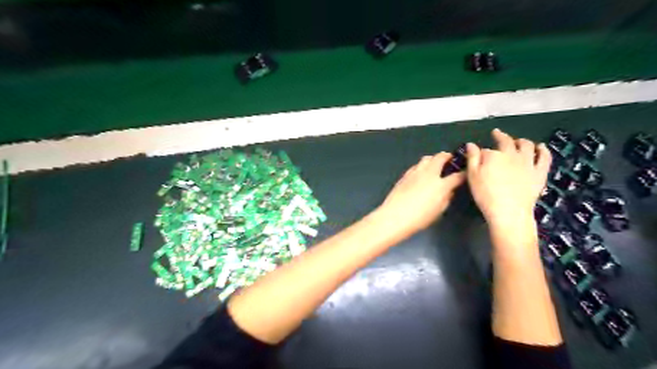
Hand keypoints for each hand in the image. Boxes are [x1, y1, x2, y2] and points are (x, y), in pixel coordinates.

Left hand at [377, 151, 463, 233]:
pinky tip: (421, 172)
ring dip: (433, 159)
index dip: (463, 173)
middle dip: (448, 156)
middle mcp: (429, 174)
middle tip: (450, 159)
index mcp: (441, 185)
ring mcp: (415, 173)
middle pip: (440, 158)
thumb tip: (449, 192)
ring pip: (426, 158)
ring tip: (435, 164)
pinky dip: (421, 166)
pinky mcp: (405, 175)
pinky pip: (416, 166)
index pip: (457, 176)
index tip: (465, 173)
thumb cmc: (419, 218)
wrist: (395, 216)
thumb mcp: (438, 211)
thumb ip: (446, 199)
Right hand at [464, 128, 550, 226]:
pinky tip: (541, 147)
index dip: (481, 152)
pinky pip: (544, 157)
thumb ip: (472, 158)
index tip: (478, 155)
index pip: (486, 150)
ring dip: (521, 141)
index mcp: (494, 155)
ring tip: (518, 140)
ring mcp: (528, 162)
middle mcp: (512, 154)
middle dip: (500, 136)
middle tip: (497, 134)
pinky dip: (543, 150)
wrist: (509, 211)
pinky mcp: (540, 172)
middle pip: (506, 142)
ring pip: (527, 145)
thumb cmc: (486, 195)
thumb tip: (471, 144)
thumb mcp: (472, 176)